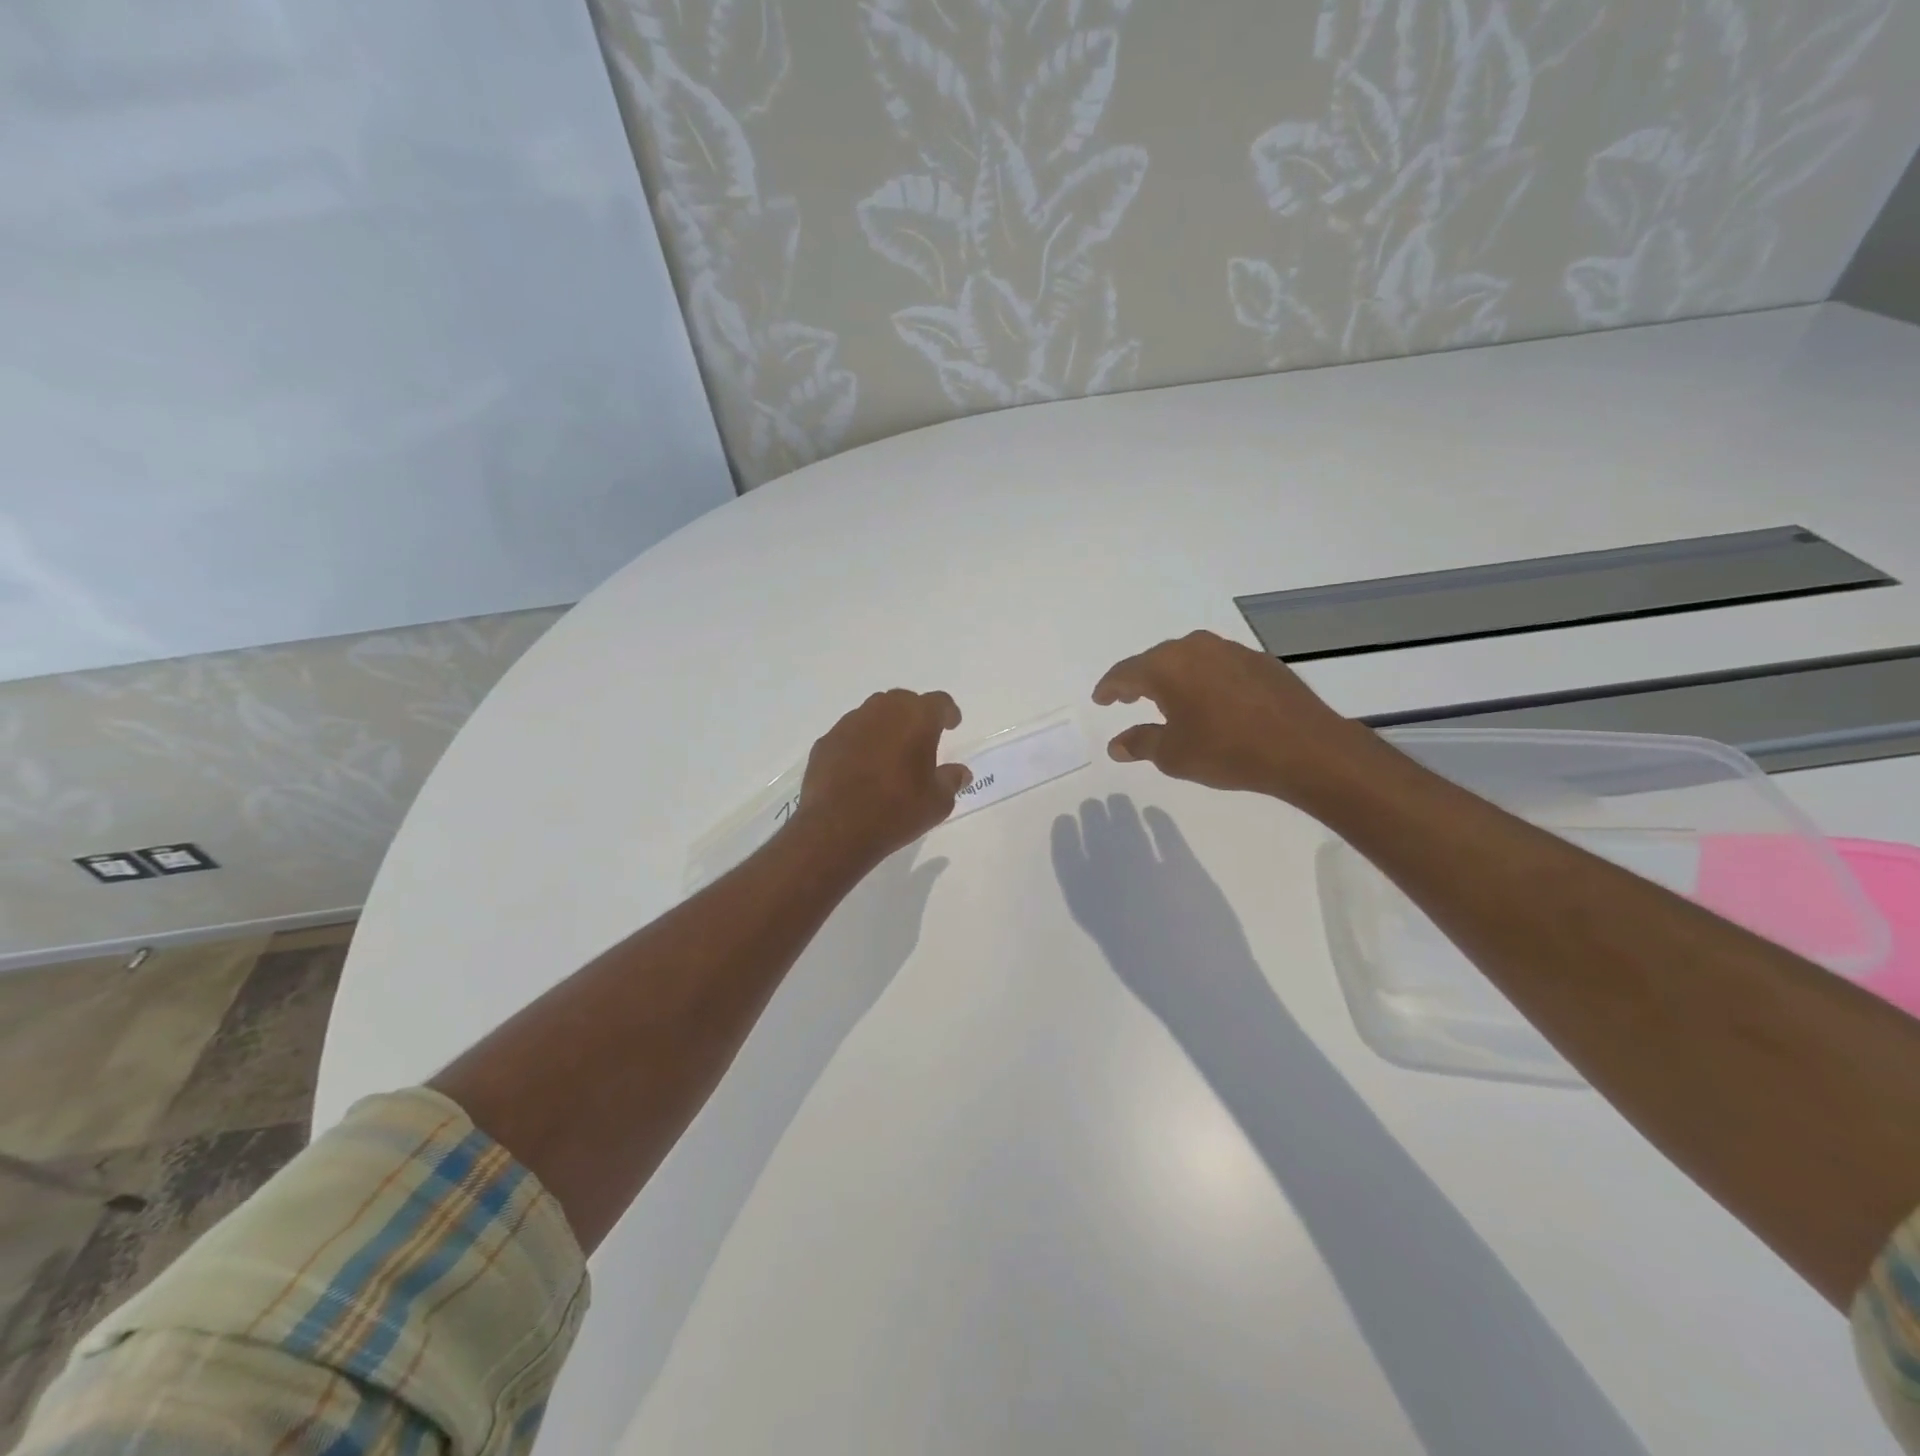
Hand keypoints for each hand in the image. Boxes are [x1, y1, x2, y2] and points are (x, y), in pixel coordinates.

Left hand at [793, 689, 971, 869]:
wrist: (836, 829)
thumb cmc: (896, 811)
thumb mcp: (937, 803)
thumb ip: (951, 780)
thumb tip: (959, 772)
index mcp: (917, 718)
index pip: (939, 702)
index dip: (948, 713)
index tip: (952, 725)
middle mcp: (882, 711)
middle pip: (904, 701)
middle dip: (915, 715)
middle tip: (921, 738)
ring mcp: (849, 724)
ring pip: (874, 714)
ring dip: (886, 727)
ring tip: (890, 754)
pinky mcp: (826, 742)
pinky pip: (850, 735)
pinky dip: (860, 744)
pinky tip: (861, 768)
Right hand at [1092, 630, 1378, 803]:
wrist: (1304, 748)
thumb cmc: (1227, 750)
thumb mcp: (1174, 755)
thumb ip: (1141, 743)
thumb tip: (1116, 744)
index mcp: (1167, 666)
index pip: (1125, 672)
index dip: (1109, 688)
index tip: (1100, 699)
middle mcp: (1196, 648)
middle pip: (1156, 660)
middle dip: (1140, 680)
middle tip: (1128, 698)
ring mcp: (1231, 650)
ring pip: (1189, 660)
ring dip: (1174, 678)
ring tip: (1168, 700)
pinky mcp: (1259, 661)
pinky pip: (1218, 666)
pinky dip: (1205, 681)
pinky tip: (1210, 702)